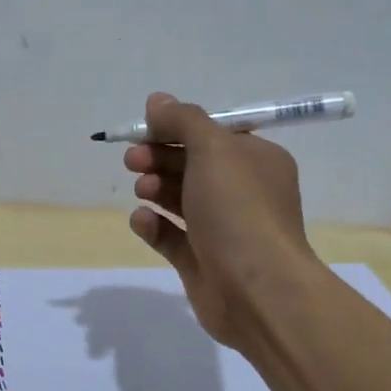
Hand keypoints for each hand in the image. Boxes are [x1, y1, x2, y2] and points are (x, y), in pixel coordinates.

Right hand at [125, 92, 317, 348]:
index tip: (143, 129)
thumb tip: (157, 100)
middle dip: (159, 158)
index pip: (212, 135)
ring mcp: (222, 230)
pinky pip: (171, 236)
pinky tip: (142, 221)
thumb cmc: (239, 209)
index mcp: (256, 161)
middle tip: (133, 160)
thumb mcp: (214, 150)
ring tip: (141, 190)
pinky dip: (153, 225)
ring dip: (155, 188)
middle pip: (191, 165)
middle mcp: (242, 193)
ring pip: (179, 199)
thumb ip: (183, 121)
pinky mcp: (201, 261)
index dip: (175, 129)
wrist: (257, 290)